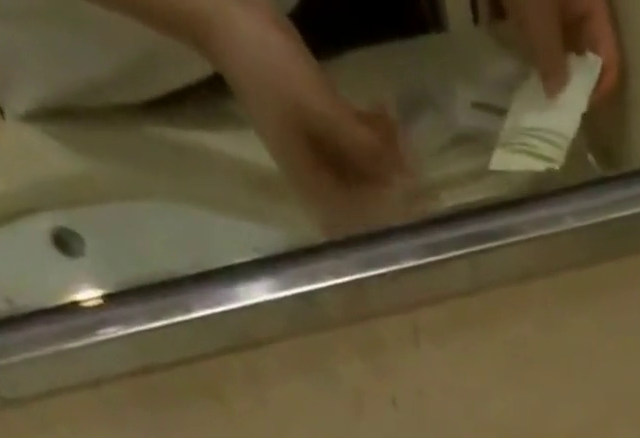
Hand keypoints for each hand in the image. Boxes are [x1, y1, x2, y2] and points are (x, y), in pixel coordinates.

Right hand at [202, 1, 407, 226]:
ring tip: (394, 120)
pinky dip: (371, 130)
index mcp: (314, 186)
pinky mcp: (319, 123)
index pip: (363, 215)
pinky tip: (383, 110)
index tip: (413, 183)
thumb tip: (402, 177)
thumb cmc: (270, 68)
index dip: (391, 204)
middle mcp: (318, 178)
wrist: (226, 16)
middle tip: (408, 145)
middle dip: (391, 173)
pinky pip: (354, 138)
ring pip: (364, 164)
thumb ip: (361, 147)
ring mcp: (317, 150)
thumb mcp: (322, 111)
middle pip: (366, 192)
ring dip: (384, 149)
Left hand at [497, 0, 621, 102]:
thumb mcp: (539, 19)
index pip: (608, 58)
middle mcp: (579, 4)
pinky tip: (513, 51)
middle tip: (549, 102)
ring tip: (529, 81)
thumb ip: (551, 59)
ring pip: (558, 42)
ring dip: (545, 62)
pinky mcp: (533, 0)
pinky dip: (527, 41)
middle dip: (567, 78)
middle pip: (582, 53)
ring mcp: (556, 0)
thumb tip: (558, 95)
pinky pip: (537, 27)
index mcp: (593, 6)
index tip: (576, 108)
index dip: (597, 88)